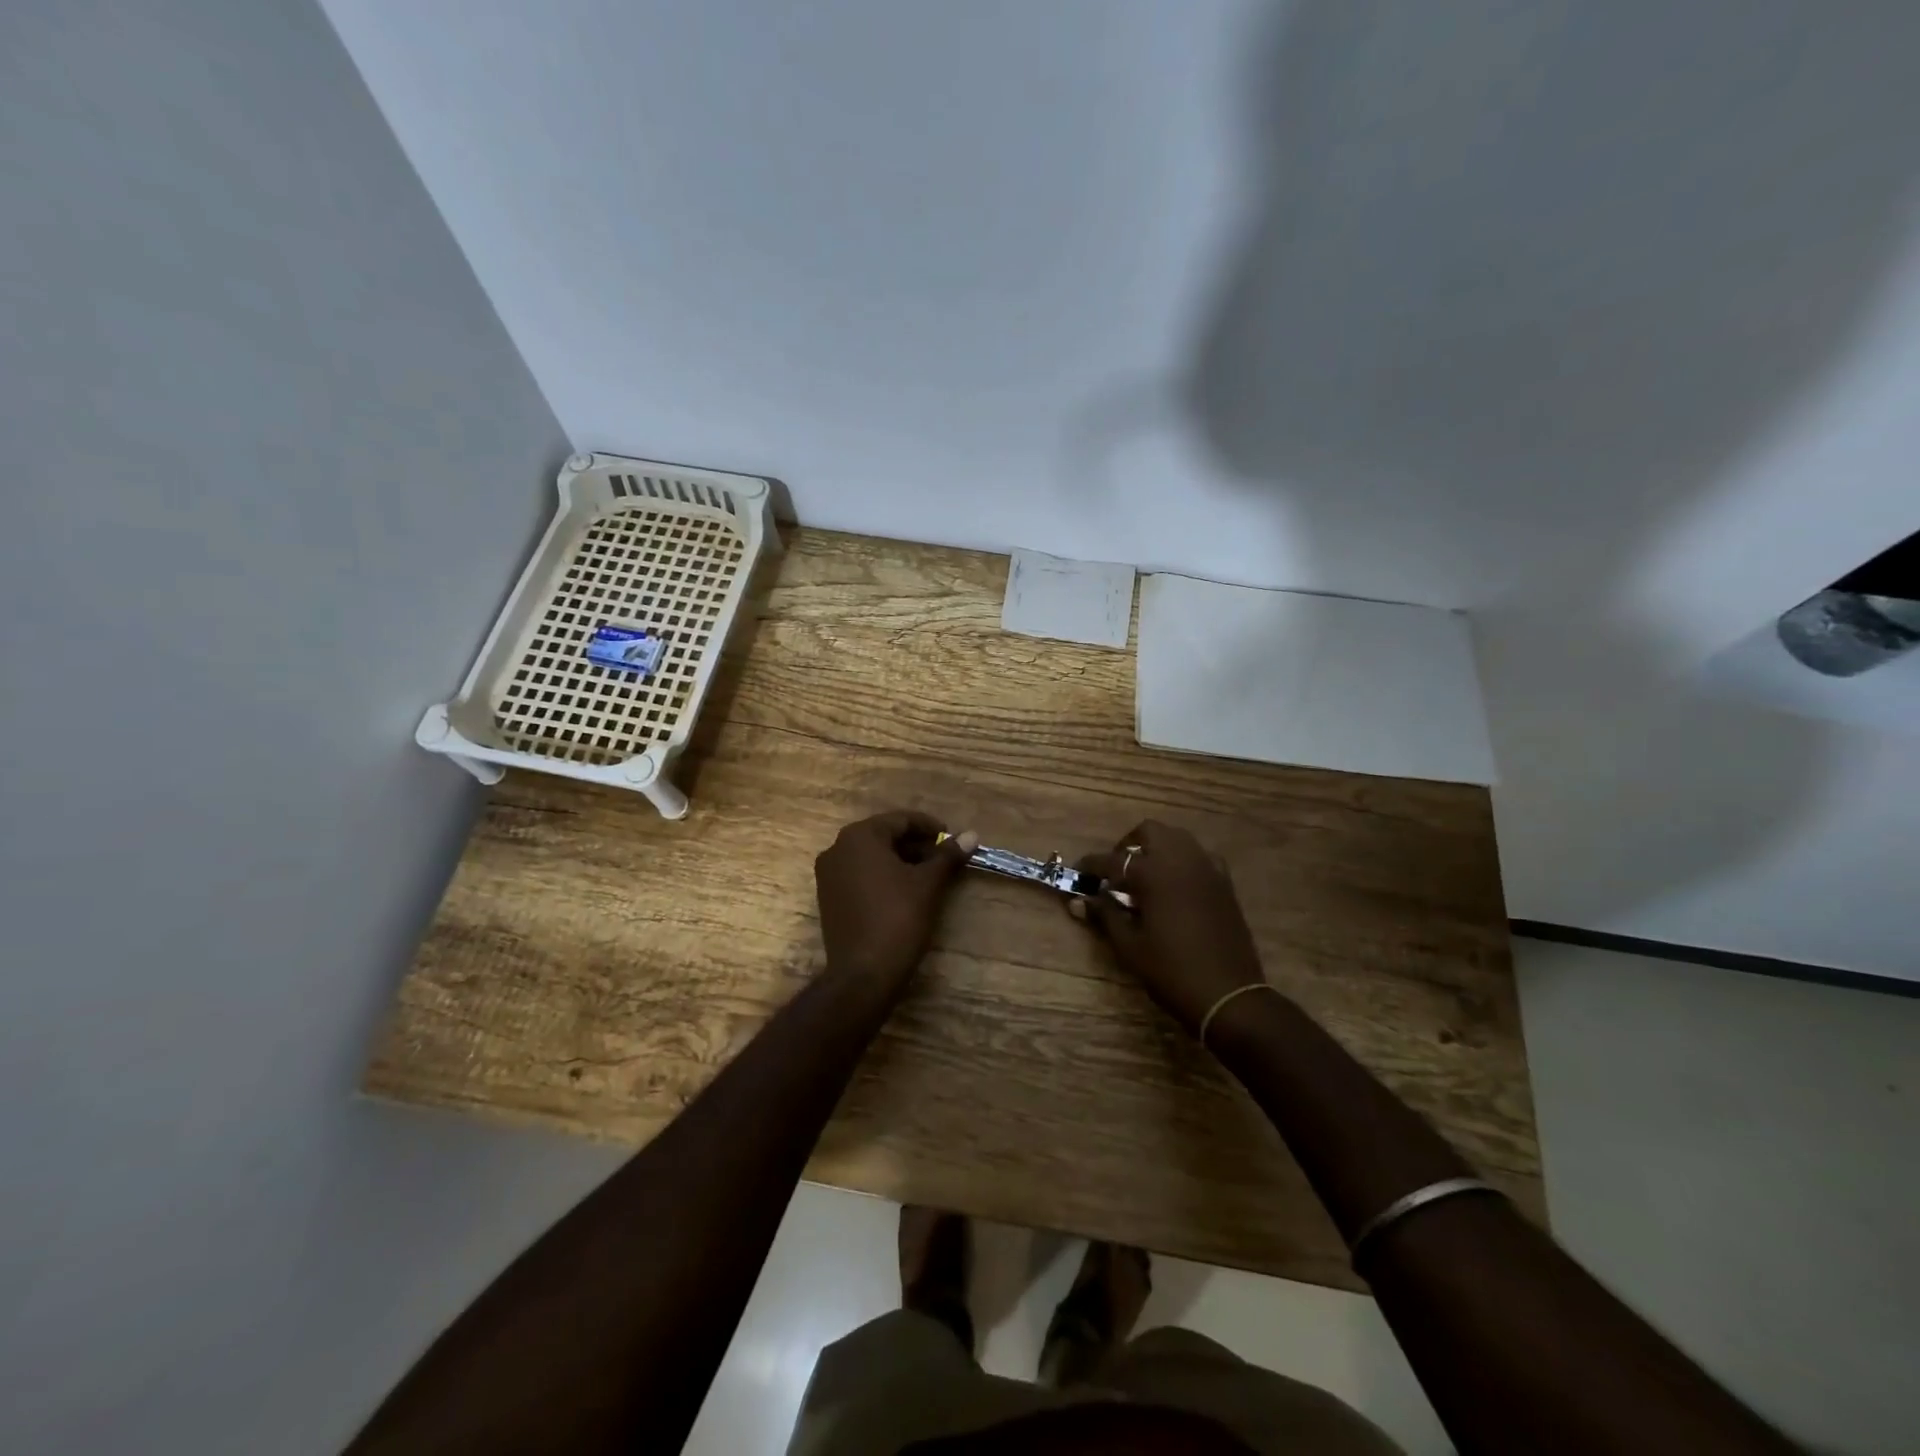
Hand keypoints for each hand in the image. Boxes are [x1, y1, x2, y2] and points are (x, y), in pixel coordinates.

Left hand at [815, 811, 977, 988]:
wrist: (863, 974)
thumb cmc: (898, 918)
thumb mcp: (928, 884)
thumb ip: (948, 855)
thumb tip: (972, 835)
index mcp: (860, 836)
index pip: (900, 820)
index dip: (930, 828)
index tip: (952, 839)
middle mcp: (838, 848)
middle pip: (884, 836)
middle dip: (915, 844)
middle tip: (944, 858)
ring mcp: (829, 874)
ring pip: (872, 856)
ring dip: (901, 860)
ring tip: (929, 875)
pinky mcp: (829, 897)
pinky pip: (860, 874)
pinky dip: (883, 876)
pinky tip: (905, 891)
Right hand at [1071, 821, 1267, 1035]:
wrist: (1228, 995)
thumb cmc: (1171, 971)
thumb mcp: (1129, 946)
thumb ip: (1104, 915)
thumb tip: (1079, 900)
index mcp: (1153, 874)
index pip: (1112, 860)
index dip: (1091, 865)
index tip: (1078, 871)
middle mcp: (1181, 860)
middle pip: (1150, 832)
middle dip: (1128, 845)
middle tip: (1116, 871)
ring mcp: (1207, 869)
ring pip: (1177, 838)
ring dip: (1157, 849)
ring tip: (1145, 877)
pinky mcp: (1224, 883)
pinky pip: (1199, 856)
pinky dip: (1182, 861)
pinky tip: (1175, 886)